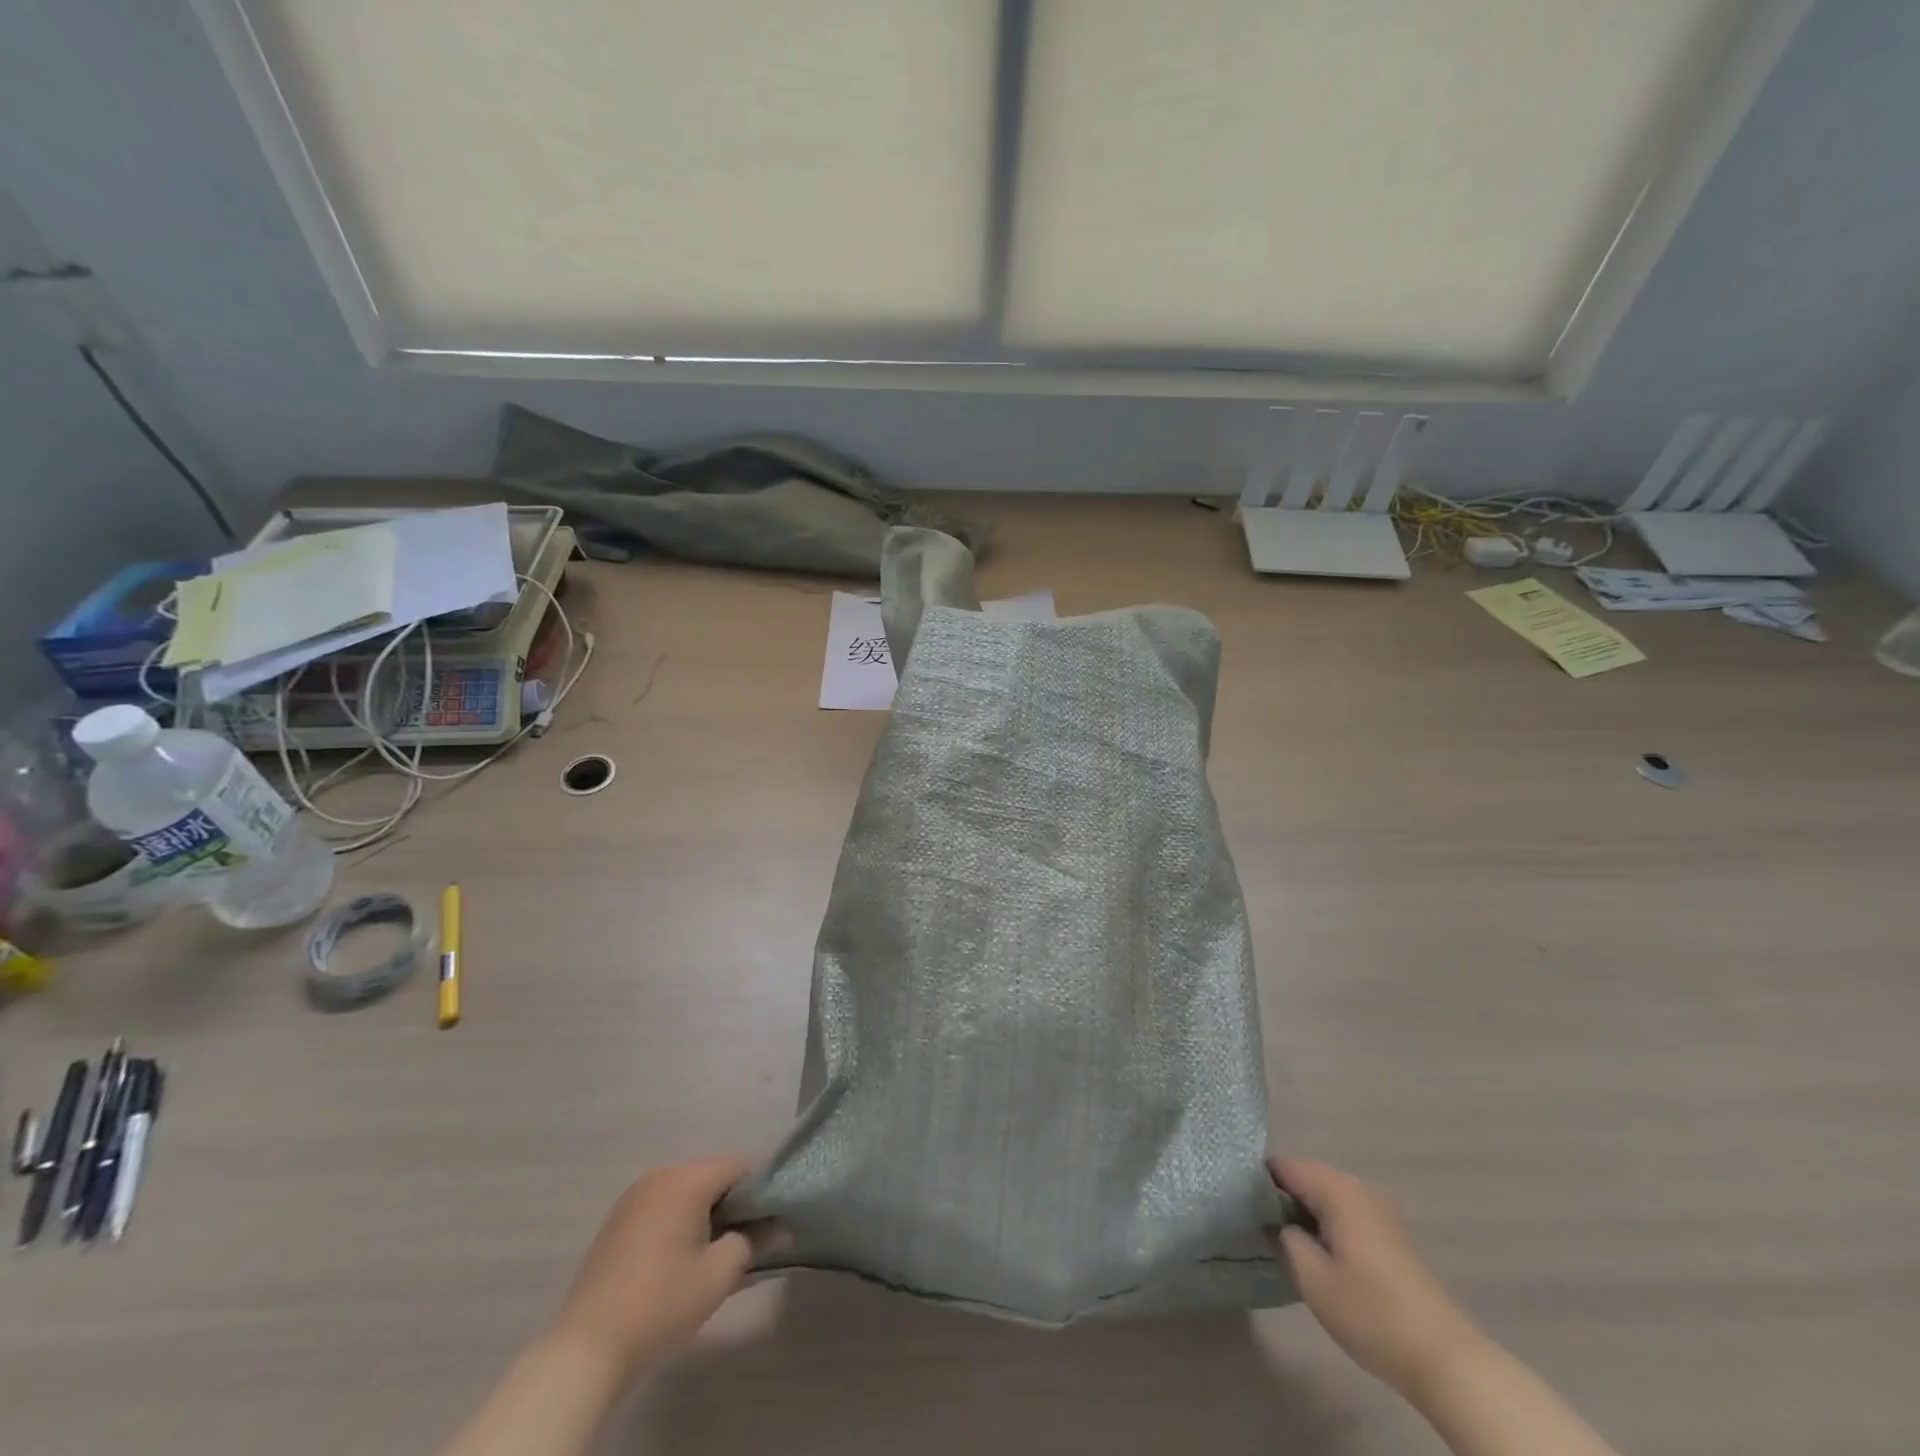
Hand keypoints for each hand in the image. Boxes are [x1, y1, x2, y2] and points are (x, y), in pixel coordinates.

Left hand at [545, 1157, 778, 1375]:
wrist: (586, 1349)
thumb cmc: (662, 1303)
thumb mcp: (720, 1274)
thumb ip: (754, 1241)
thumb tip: (779, 1227)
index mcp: (686, 1179)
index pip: (739, 1165)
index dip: (759, 1190)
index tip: (766, 1224)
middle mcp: (659, 1176)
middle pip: (711, 1176)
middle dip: (732, 1204)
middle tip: (742, 1244)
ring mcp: (633, 1198)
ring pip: (686, 1192)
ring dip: (704, 1215)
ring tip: (710, 1256)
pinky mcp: (616, 1222)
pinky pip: (662, 1208)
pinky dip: (678, 1223)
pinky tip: (677, 1262)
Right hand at [1270, 1157, 1482, 1398]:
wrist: (1443, 1358)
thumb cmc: (1371, 1313)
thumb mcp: (1312, 1278)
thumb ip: (1285, 1237)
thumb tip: (1276, 1221)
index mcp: (1336, 1189)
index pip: (1282, 1166)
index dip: (1256, 1181)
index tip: (1237, 1203)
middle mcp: (1357, 1187)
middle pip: (1304, 1176)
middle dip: (1279, 1196)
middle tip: (1254, 1223)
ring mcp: (1377, 1209)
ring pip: (1323, 1195)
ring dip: (1302, 1211)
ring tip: (1279, 1238)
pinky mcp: (1387, 1233)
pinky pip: (1342, 1212)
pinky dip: (1323, 1223)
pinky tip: (1314, 1251)